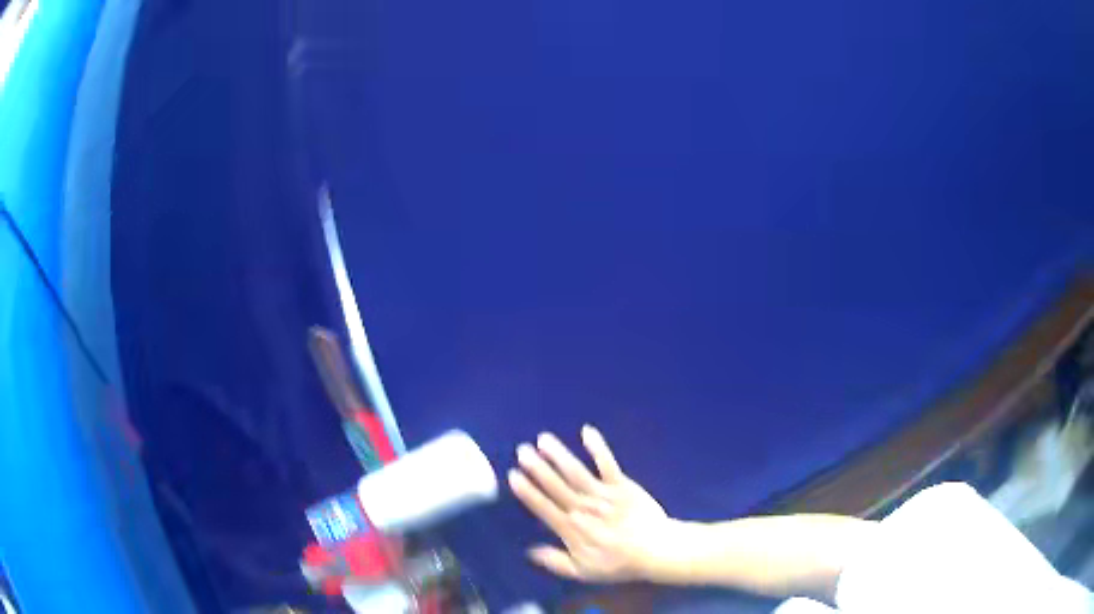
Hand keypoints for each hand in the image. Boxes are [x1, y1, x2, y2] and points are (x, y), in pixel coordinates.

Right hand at [508, 425, 670, 582]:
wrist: (655, 550)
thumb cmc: (618, 563)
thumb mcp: (583, 572)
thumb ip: (555, 561)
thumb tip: (530, 551)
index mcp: (571, 529)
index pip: (544, 508)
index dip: (528, 492)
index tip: (513, 475)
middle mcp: (583, 508)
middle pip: (557, 486)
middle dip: (538, 468)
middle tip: (522, 450)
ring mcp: (603, 494)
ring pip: (576, 472)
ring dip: (559, 455)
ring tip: (543, 439)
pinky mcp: (622, 484)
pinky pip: (607, 463)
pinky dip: (598, 447)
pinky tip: (586, 431)